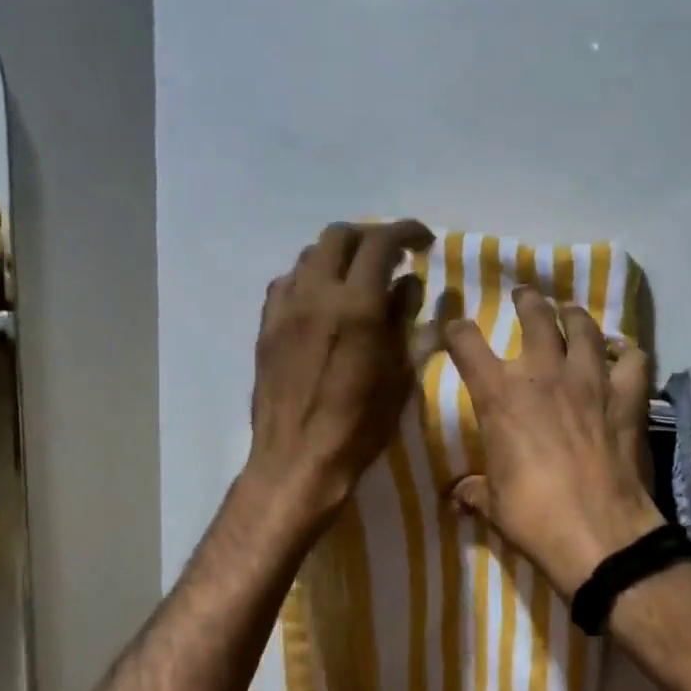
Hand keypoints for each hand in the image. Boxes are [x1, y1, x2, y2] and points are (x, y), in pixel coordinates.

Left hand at [247, 220, 433, 521]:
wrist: (298, 459)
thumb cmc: (360, 425)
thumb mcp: (398, 374)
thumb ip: (402, 320)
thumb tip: (406, 283)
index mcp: (355, 305)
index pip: (380, 243)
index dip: (406, 232)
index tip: (424, 241)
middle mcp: (315, 294)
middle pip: (339, 236)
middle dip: (370, 236)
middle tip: (392, 256)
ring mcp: (285, 308)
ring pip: (309, 256)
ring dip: (338, 255)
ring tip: (358, 277)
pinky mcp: (266, 327)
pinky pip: (287, 283)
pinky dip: (310, 278)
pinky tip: (322, 301)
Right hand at [445, 288, 663, 598]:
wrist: (597, 531)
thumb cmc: (532, 516)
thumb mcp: (493, 504)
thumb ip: (475, 491)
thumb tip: (458, 495)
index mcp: (499, 395)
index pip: (466, 343)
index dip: (457, 329)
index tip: (456, 326)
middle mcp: (542, 373)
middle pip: (535, 316)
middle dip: (527, 300)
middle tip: (525, 295)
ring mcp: (590, 379)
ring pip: (584, 327)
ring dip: (575, 315)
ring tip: (571, 311)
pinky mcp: (627, 395)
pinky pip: (633, 359)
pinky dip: (628, 354)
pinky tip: (623, 356)